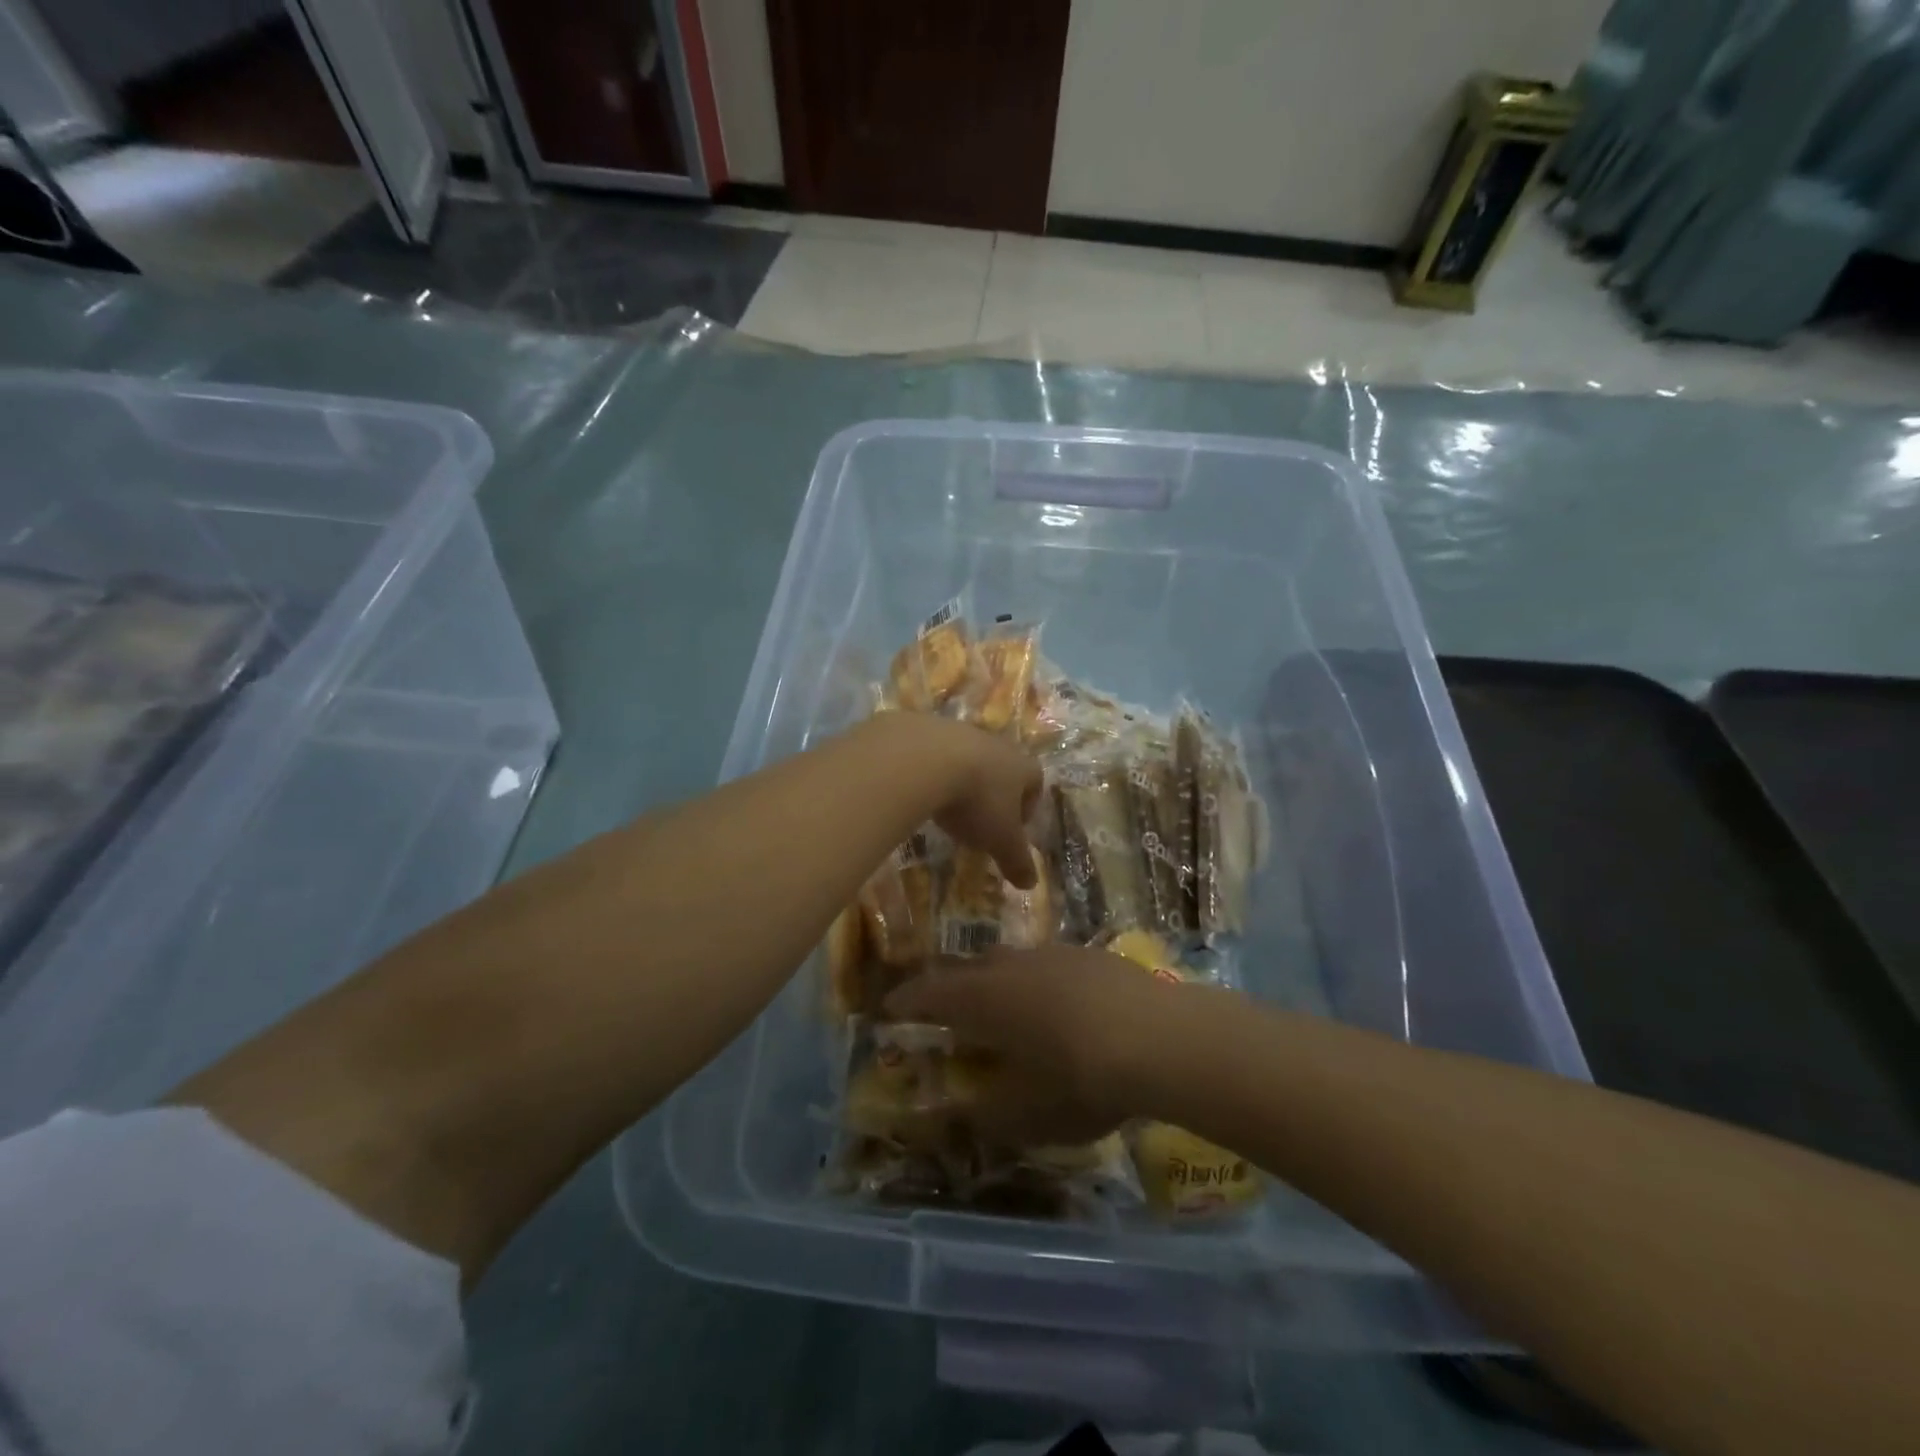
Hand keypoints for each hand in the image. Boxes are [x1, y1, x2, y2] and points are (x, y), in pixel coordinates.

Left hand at [877, 713, 1041, 887]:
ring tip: (945, 806)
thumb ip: (1016, 861)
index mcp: (1021, 766)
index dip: (1028, 806)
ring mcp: (958, 731)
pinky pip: (932, 751)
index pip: (1035, 782)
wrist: (924, 759)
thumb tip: (1031, 884)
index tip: (1013, 828)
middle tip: (979, 820)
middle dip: (993, 792)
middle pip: (1001, 767)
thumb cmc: (976, 801)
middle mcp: (994, 743)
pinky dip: (929, 770)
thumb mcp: (1000, 840)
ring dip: (960, 778)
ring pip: (966, 756)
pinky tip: (917, 788)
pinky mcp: (924, 727)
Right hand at [884, 945, 1179, 1145]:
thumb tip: (964, 1113)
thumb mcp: (1027, 1116)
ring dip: (996, 982)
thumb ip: (986, 1115)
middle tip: (942, 1008)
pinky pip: (1047, 964)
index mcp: (983, 999)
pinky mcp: (1089, 954)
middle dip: (949, 987)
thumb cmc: (1081, 1079)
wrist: (1161, 1038)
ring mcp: (1052, 954)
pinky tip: (1058, 1007)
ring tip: (1002, 1008)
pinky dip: (1037, 983)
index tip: (890, 1008)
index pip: (929, 993)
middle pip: (967, 969)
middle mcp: (1010, 965)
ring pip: (1009, 962)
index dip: (906, 1001)